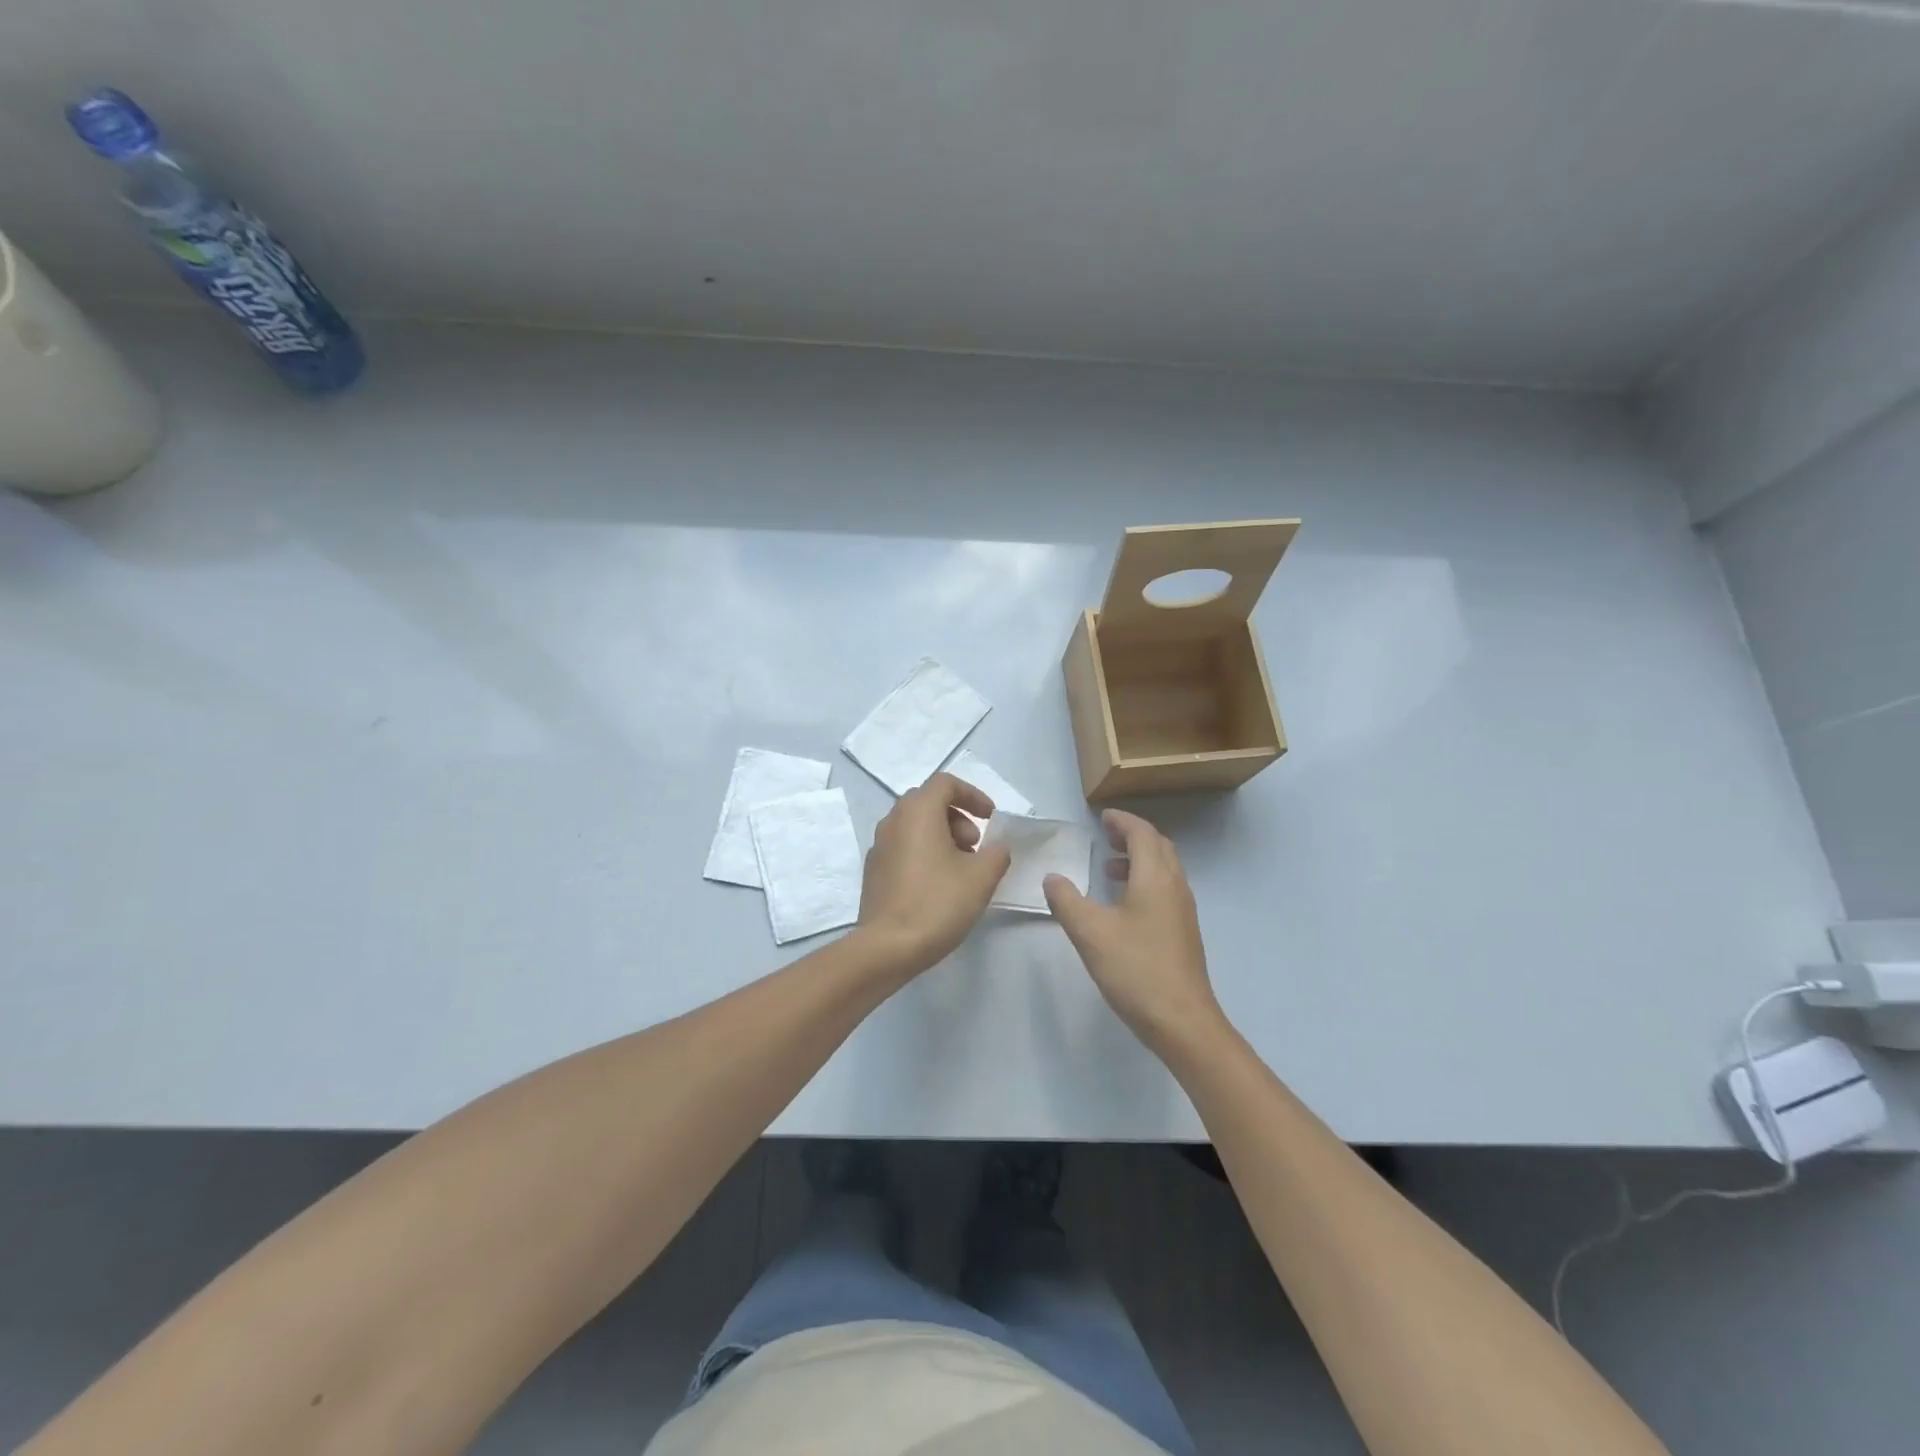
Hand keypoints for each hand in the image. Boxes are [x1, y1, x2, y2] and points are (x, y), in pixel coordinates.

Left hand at [856, 773, 1011, 977]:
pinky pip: (903, 847)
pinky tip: (938, 884)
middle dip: (958, 817)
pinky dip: (924, 852)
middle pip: (929, 802)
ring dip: (942, 836)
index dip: (972, 795)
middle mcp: (893, 820)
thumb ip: (997, 853)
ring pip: (915, 825)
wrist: (887, 947)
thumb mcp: (981, 877)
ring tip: (961, 868)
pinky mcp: (873, 870)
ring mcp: (879, 846)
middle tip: (976, 846)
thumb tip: (996, 847)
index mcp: (917, 812)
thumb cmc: (937, 903)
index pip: (945, 783)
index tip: (990, 818)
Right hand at [1044, 810, 1224, 1050]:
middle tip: (1105, 836)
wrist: (1182, 1022)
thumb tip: (1052, 878)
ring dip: (1139, 860)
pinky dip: (1144, 881)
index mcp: (1155, 878)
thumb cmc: (1136, 969)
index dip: (1123, 821)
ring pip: (1164, 870)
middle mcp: (1175, 887)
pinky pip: (1165, 890)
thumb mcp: (1090, 932)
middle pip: (1158, 847)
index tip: (1102, 817)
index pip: (1142, 833)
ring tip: (1108, 868)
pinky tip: (1123, 905)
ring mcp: (1183, 911)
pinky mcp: (1183, 932)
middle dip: (1132, 836)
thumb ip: (1067, 900)